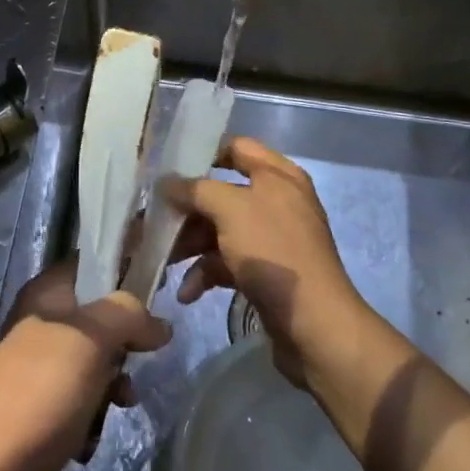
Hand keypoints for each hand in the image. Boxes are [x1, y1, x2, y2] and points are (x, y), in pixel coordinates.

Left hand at [0, 256, 170, 470]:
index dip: (125, 267)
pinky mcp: (44, 406)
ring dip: (114, 383)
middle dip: (125, 338)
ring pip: (97, 359)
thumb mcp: (95, 337)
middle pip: (99, 314)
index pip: (91, 262)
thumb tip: (160, 325)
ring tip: (121, 402)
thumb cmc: (46, 389)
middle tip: (142, 353)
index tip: (158, 284)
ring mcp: (41, 366)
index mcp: (46, 294)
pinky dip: (95, 413)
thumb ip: (131, 315)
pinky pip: (84, 397)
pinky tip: (93, 434)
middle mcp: (42, 323)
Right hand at [168, 137, 372, 386]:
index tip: (170, 168)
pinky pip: (229, 262)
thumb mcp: (230, 209)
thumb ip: (195, 189)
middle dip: (188, 209)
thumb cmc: (273, 252)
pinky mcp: (267, 272)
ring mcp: (272, 238)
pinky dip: (207, 273)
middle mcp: (277, 201)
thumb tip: (167, 182)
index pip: (237, 147)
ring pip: (221, 230)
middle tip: (155, 221)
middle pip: (222, 193)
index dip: (204, 153)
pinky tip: (187, 292)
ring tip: (164, 262)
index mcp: (278, 175)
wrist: (314, 323)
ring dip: (191, 244)